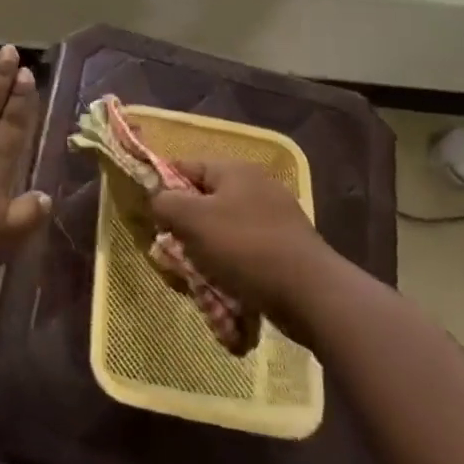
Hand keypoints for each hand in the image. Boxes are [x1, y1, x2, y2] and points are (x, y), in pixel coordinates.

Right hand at [149, 160, 345, 335]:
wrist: (312, 295)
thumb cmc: (245, 247)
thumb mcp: (191, 220)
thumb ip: (164, 203)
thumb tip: (158, 202)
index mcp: (234, 171)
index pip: (184, 167)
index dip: (163, 190)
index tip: (151, 219)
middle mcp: (256, 188)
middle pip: (203, 204)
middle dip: (185, 232)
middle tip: (174, 257)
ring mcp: (274, 220)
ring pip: (222, 234)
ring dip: (205, 257)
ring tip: (198, 283)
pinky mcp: (285, 251)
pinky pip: (244, 256)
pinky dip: (230, 272)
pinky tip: (224, 294)